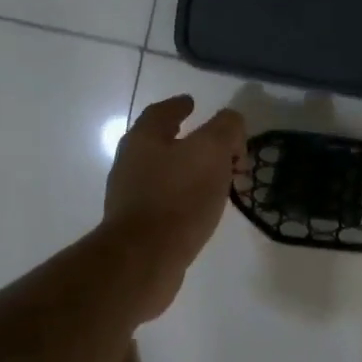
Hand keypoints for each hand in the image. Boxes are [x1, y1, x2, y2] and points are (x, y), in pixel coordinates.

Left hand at [102, 95, 246, 317]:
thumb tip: (231, 123)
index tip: (193, 103)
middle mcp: (131, 163)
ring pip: (166, 173)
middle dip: (191, 141)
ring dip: (191, 171)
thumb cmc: (178, 197)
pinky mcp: (138, 226)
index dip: (179, 105)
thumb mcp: (212, 150)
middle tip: (220, 147)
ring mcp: (131, 196)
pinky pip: (166, 201)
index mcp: (144, 139)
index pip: (161, 112)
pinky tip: (202, 208)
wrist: (144, 259)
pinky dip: (186, 197)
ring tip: (218, 179)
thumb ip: (226, 128)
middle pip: (162, 142)